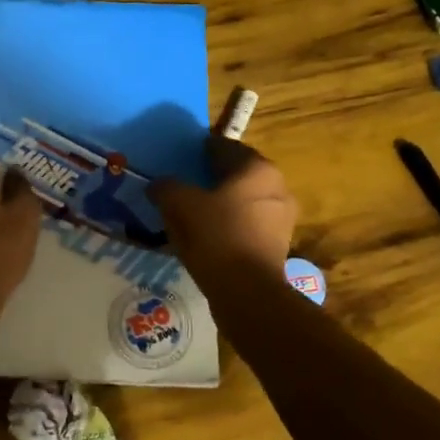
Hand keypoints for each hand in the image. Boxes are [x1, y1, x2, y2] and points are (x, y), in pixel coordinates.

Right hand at [150, 137, 296, 279]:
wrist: (247, 291)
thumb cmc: (217, 235)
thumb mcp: (180, 204)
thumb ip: (167, 187)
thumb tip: (158, 185)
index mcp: (256, 168)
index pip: (225, 147)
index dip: (202, 150)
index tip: (184, 157)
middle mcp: (276, 186)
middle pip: (237, 174)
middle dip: (214, 177)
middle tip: (187, 184)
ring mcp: (281, 217)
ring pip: (244, 201)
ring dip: (223, 203)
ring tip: (195, 212)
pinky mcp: (278, 244)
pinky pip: (248, 224)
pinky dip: (230, 225)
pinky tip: (209, 235)